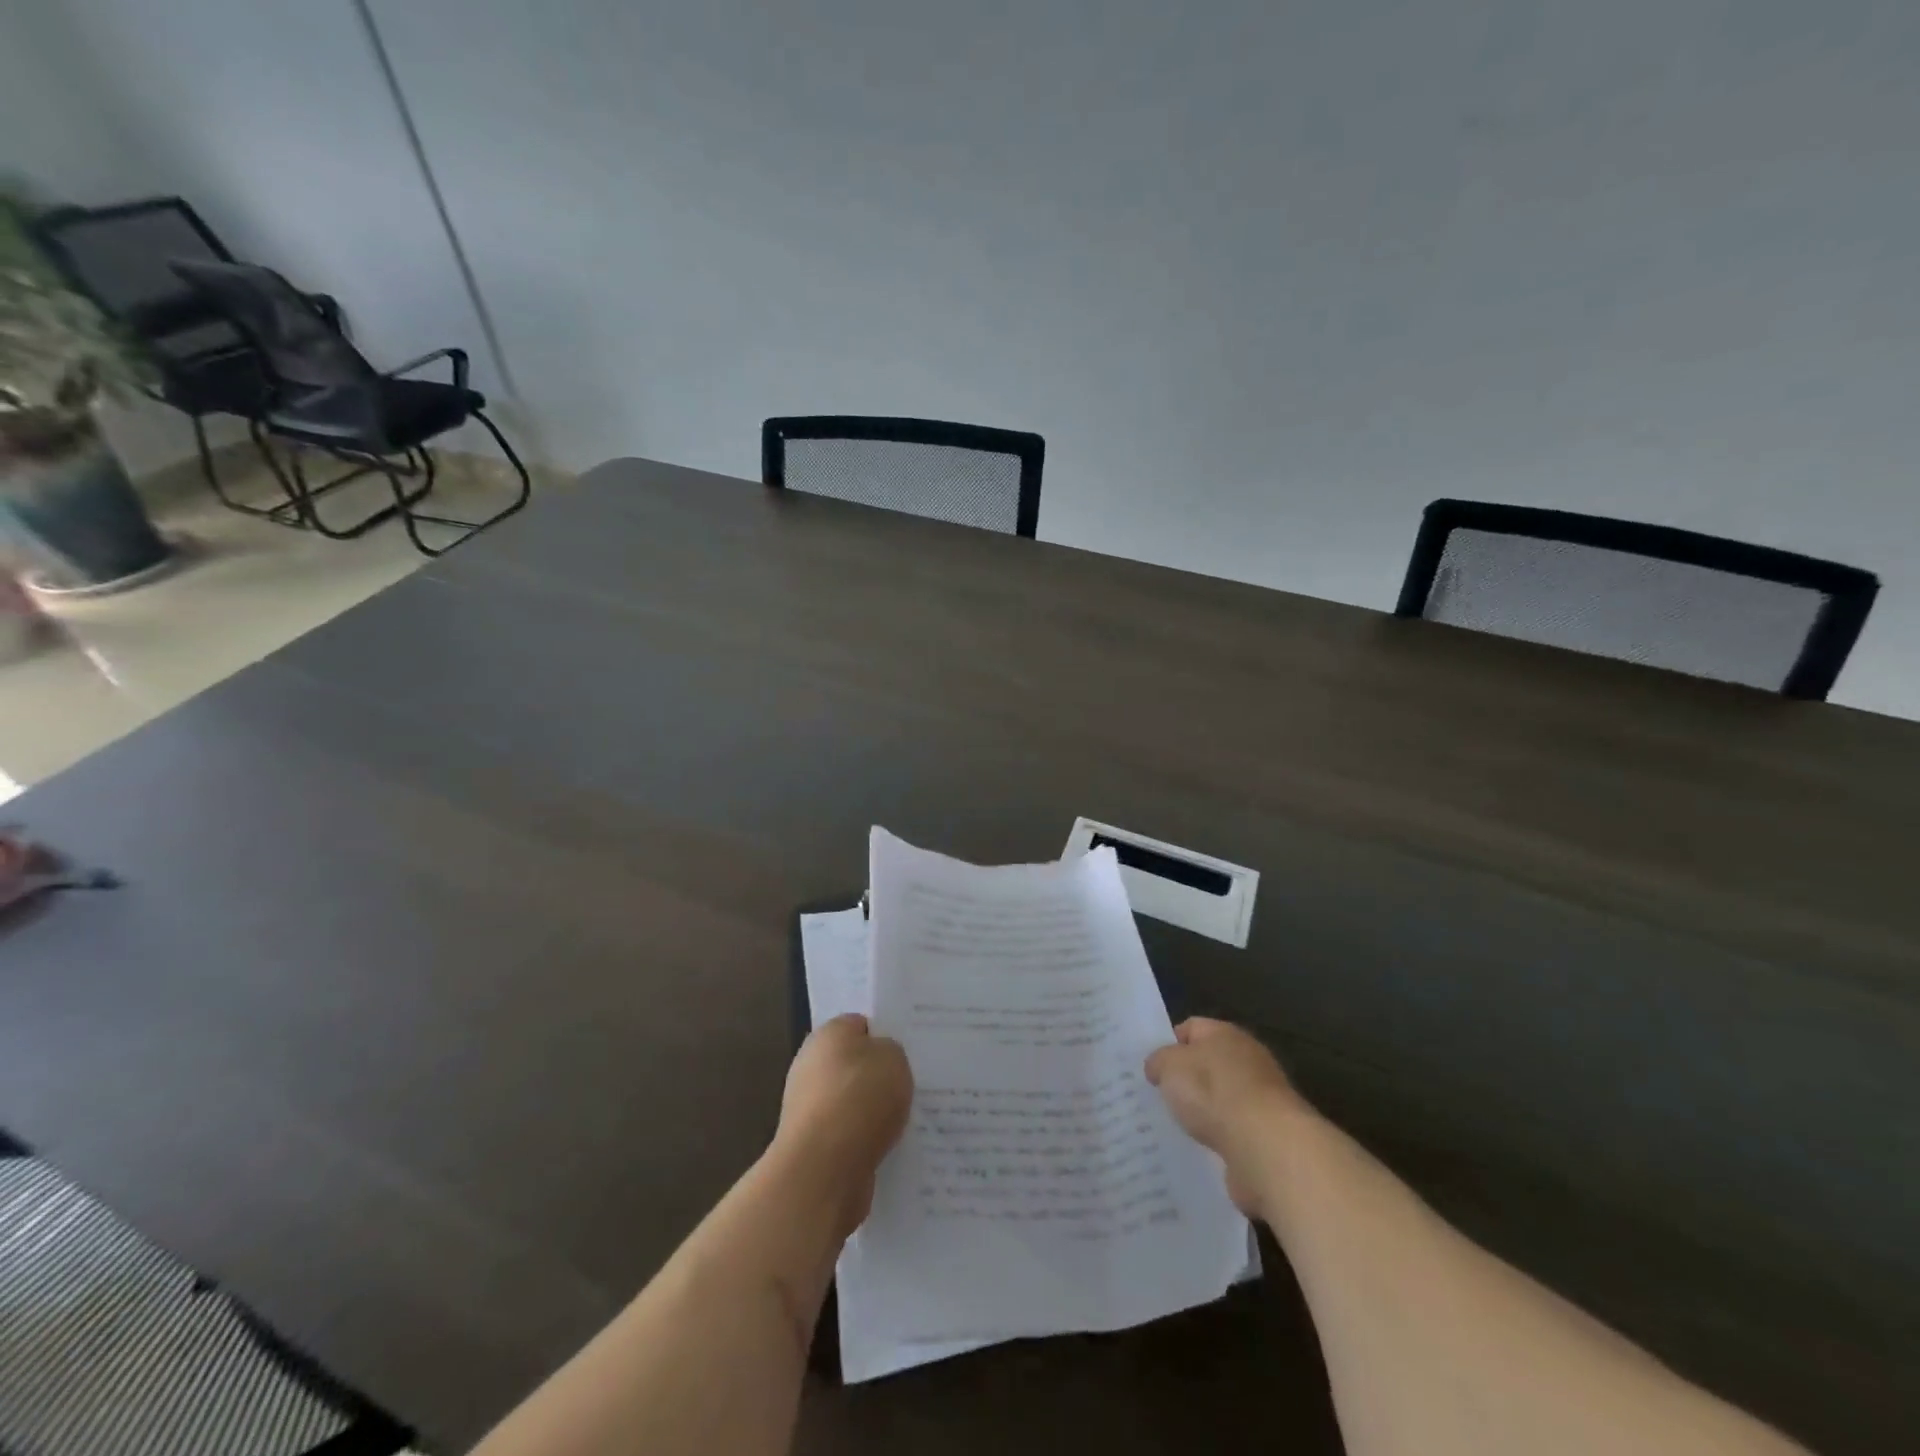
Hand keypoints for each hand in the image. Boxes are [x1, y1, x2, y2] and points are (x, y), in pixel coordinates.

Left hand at [773, 1014, 912, 1238]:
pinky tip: (892, 1148)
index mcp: (828, 1034)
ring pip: (853, 1103)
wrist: (823, 1169)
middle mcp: (811, 1066)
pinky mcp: (813, 1146)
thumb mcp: (894, 1058)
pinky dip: (867, 1142)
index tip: (910, 1051)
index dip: (886, 1035)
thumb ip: (891, 1052)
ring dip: (874, 1113)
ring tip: (909, 1121)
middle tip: (914, 1084)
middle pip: (855, 1065)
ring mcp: (808, 1108)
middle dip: (881, 1076)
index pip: (861, 1025)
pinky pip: (849, 1135)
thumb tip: (881, 1061)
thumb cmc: (860, 1098)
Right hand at [1145, 1017, 1303, 1215]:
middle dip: (1187, 1079)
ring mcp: (1262, 1097)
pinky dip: (1221, 1137)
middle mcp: (1248, 1058)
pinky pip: (1235, 1130)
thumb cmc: (1212, 1091)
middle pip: (1209, 1063)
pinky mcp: (1269, 1133)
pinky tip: (1202, 1148)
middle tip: (1161, 1095)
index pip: (1191, 1027)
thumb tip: (1157, 1066)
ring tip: (1179, 1125)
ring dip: (1206, 1111)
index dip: (1169, 1043)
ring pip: (1222, 1098)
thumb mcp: (1169, 1066)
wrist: (1266, 1146)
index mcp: (1224, 1033)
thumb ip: (1159, 1061)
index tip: (1152, 1066)